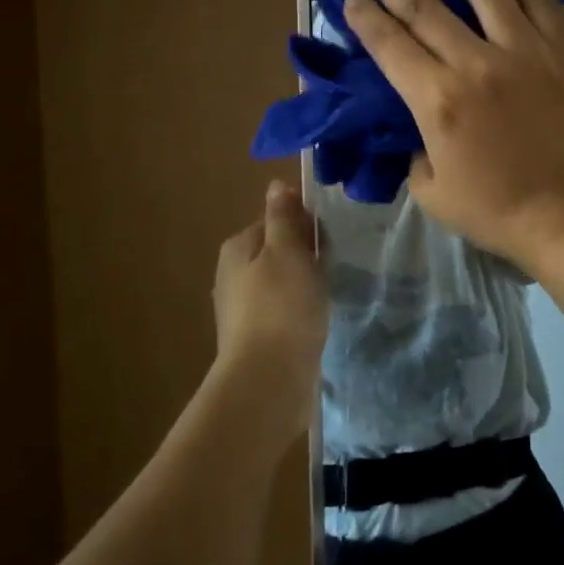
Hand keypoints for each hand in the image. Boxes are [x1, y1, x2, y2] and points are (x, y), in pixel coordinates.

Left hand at [213, 181, 327, 436]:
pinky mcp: (256, 337)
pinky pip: (283, 310)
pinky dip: (300, 310)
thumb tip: (276, 184)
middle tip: (331, 267)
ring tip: (327, 294)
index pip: (275, 220)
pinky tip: (315, 320)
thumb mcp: (287, 251)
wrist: (268, 380)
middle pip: (277, 251)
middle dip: (305, 255)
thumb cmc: (282, 306)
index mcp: (238, 248)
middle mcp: (233, 274)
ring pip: (281, 281)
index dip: (303, 225)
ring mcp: (242, 309)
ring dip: (304, 284)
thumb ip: (283, 218)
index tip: (326, 240)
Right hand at [343, 0, 563, 271]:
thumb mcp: (431, 192)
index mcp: (438, 100)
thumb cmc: (496, 210)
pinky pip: (544, 2)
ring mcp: (527, 52)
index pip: (390, 43)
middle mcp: (477, 63)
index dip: (365, 16)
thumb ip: (416, 151)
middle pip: (426, 6)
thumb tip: (423, 124)